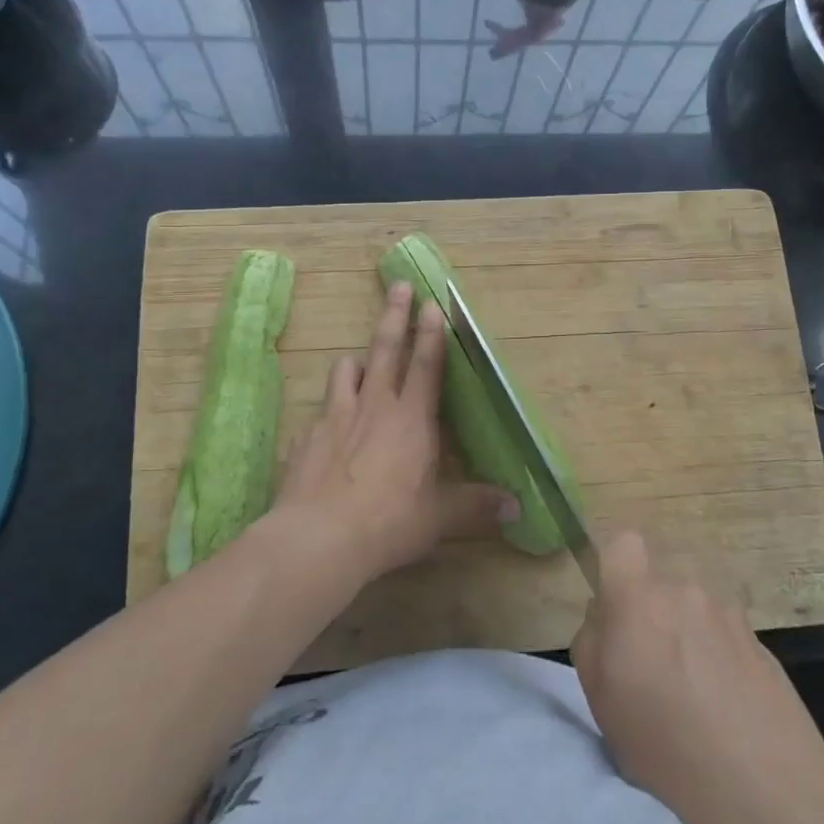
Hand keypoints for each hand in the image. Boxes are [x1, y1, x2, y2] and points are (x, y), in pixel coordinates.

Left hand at [274, 280, 517, 581]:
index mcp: (411, 418)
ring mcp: (335, 417)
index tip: (431, 302)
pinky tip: (327, 430)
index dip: (431, 332)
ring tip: (361, 362)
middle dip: (393, 315)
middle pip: (384, 349)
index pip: (425, 364)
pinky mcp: (305, 437)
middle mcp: (373, 406)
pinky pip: (319, 412)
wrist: (318, 538)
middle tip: (398, 285)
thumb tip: (517, 509)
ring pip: (346, 371)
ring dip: (356, 361)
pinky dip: (328, 412)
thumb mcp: (440, 517)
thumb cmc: (390, 522)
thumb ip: (476, 506)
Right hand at [572, 532, 823, 823]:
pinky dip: (719, 660)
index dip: (618, 569)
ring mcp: (728, 614)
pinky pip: (724, 637)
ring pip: (693, 612)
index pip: (624, 544)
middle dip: (652, 617)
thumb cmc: (664, 744)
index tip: (617, 612)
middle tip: (653, 672)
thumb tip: (605, 616)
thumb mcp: (600, 699)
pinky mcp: (761, 641)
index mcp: (638, 598)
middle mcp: (684, 591)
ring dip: (688, 639)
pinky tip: (726, 709)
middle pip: (659, 587)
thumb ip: (592, 640)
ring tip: (694, 699)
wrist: (764, 787)